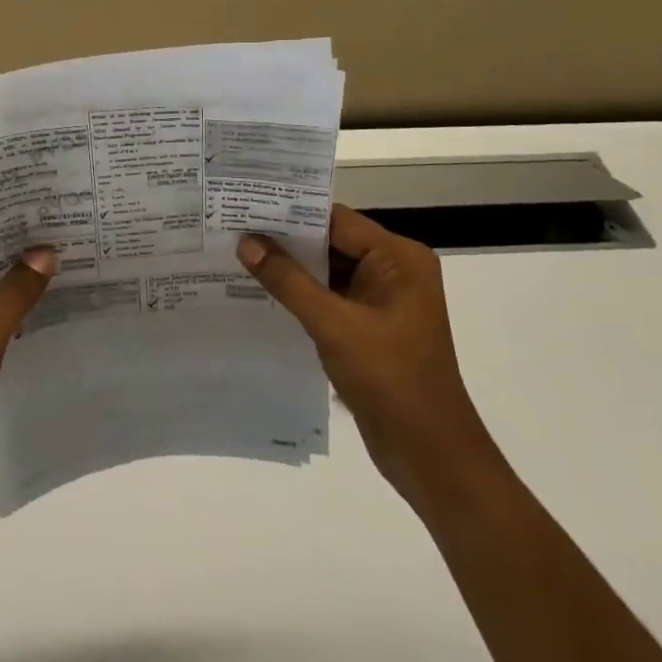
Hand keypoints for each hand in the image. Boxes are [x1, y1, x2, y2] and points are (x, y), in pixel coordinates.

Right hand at [237, 206, 489, 511]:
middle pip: (332, 242)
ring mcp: (384, 299)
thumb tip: (246, 242)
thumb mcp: (334, 325)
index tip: (244, 207)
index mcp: (399, 258)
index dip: (290, 213)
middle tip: (232, 229)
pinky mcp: (372, 325)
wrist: (430, 454)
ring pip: (328, 271)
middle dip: (285, 240)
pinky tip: (262, 292)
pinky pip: (331, 297)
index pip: (336, 221)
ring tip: (237, 255)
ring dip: (290, 268)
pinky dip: (301, 294)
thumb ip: (288, 280)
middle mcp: (395, 270)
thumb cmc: (390, 380)